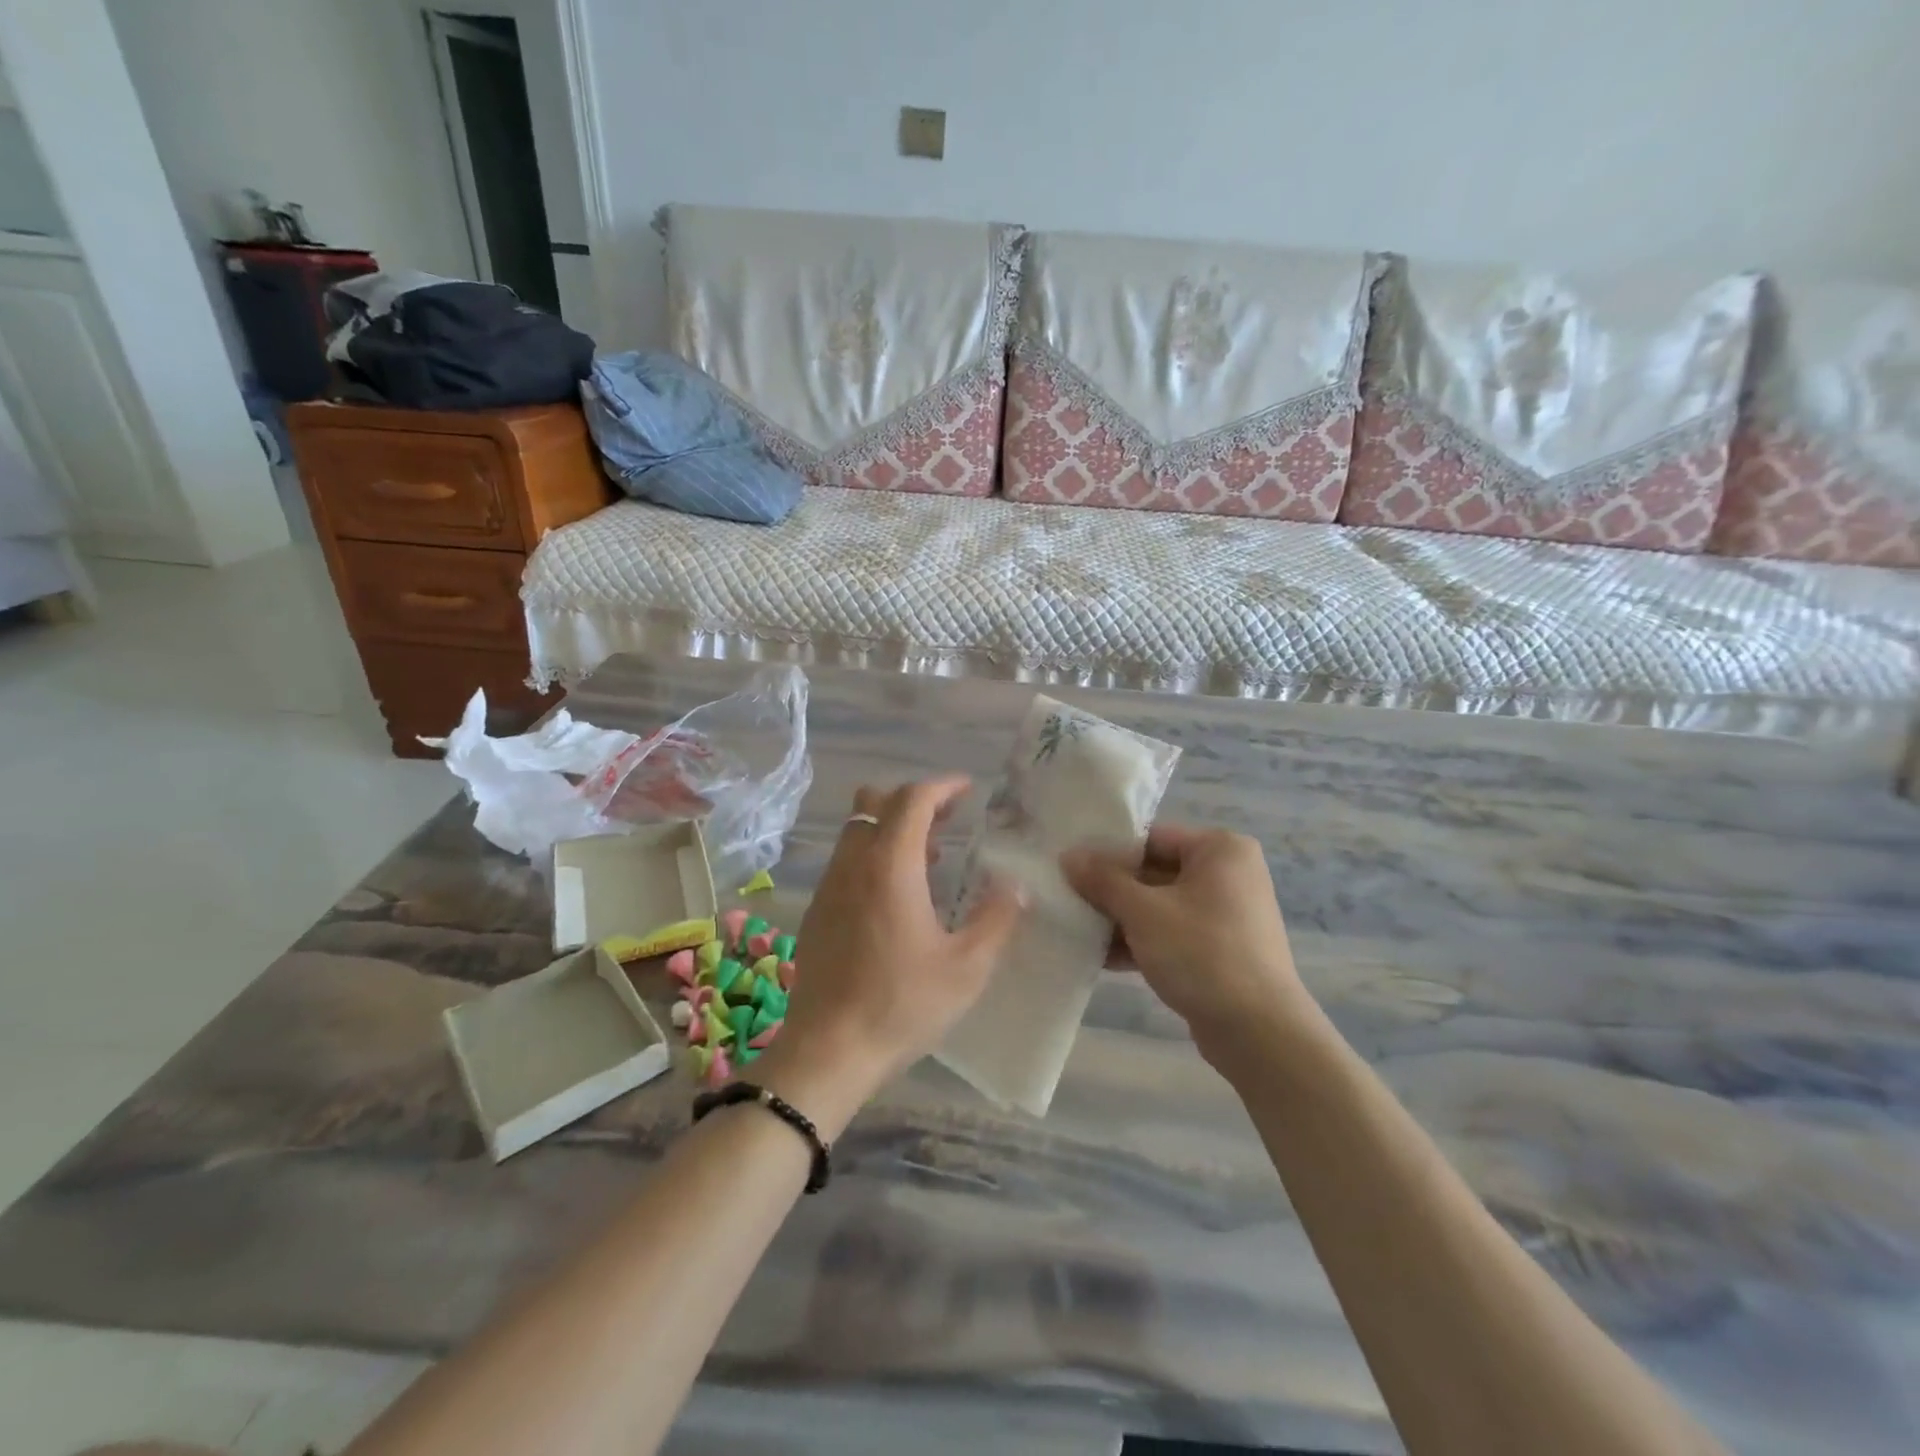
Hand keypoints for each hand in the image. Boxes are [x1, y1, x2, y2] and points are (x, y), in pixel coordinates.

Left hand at [759, 776, 1024, 1134]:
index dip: (943, 786)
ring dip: (892, 828)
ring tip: (930, 858)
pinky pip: (847, 860)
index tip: (967, 790)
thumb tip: (1017, 885)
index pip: (913, 799)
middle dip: (914, 799)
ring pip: (857, 830)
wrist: (828, 1049)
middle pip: (875, 801)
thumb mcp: (967, 967)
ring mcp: (829, 885)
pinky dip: (874, 855)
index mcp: (890, 865)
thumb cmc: (902, 1004)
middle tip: (949, 821)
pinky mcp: (817, 909)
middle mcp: (854, 863)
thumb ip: (998, 918)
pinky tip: (897, 896)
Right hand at [1060, 826, 1311, 1074]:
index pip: (1151, 838)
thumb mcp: (1143, 912)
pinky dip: (1141, 942)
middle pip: (1154, 872)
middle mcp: (1228, 874)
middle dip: (1111, 890)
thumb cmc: (1202, 953)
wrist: (1259, 1032)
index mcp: (1220, 850)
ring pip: (1160, 906)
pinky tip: (1100, 958)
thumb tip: (1068, 856)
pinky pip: (1172, 933)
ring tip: (1077, 930)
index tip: (1071, 867)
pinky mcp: (1220, 950)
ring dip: (1121, 919)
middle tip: (1068, 899)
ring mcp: (1226, 914)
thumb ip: (1103, 880)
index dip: (1108, 852)